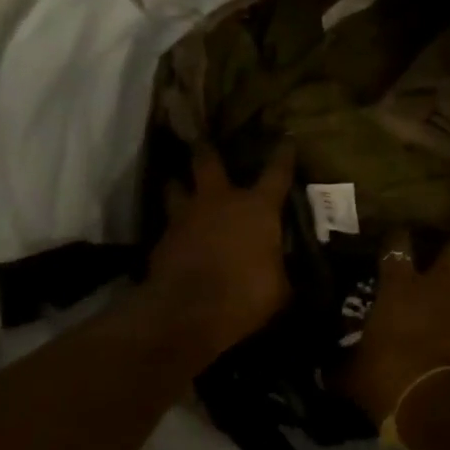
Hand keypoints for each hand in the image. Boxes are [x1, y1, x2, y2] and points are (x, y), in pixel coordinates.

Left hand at [142, 143, 295, 366]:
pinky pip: (168, 223)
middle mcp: (220, 201)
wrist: (187, 312)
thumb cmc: (245, 295)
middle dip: (206, 149)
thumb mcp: (279, 288)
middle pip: (208, 162)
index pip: (277, 173)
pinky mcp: (162, 238)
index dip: (284, 154)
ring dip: (178, 185)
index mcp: (257, 208)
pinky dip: (172, 226)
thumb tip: (284, 271)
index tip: (287, 138)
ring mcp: (186, 216)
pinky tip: (174, 234)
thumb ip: (280, 270)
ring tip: (177, 183)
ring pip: (176, 187)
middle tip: (202, 140)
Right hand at [340, 231, 449, 426]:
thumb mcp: (354, 374)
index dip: (397, 240)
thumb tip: (325, 372)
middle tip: (448, 264)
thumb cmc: (389, 377)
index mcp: (400, 287)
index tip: (397, 238)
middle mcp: (440, 288)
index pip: (397, 246)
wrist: (441, 403)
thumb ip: (343, 365)